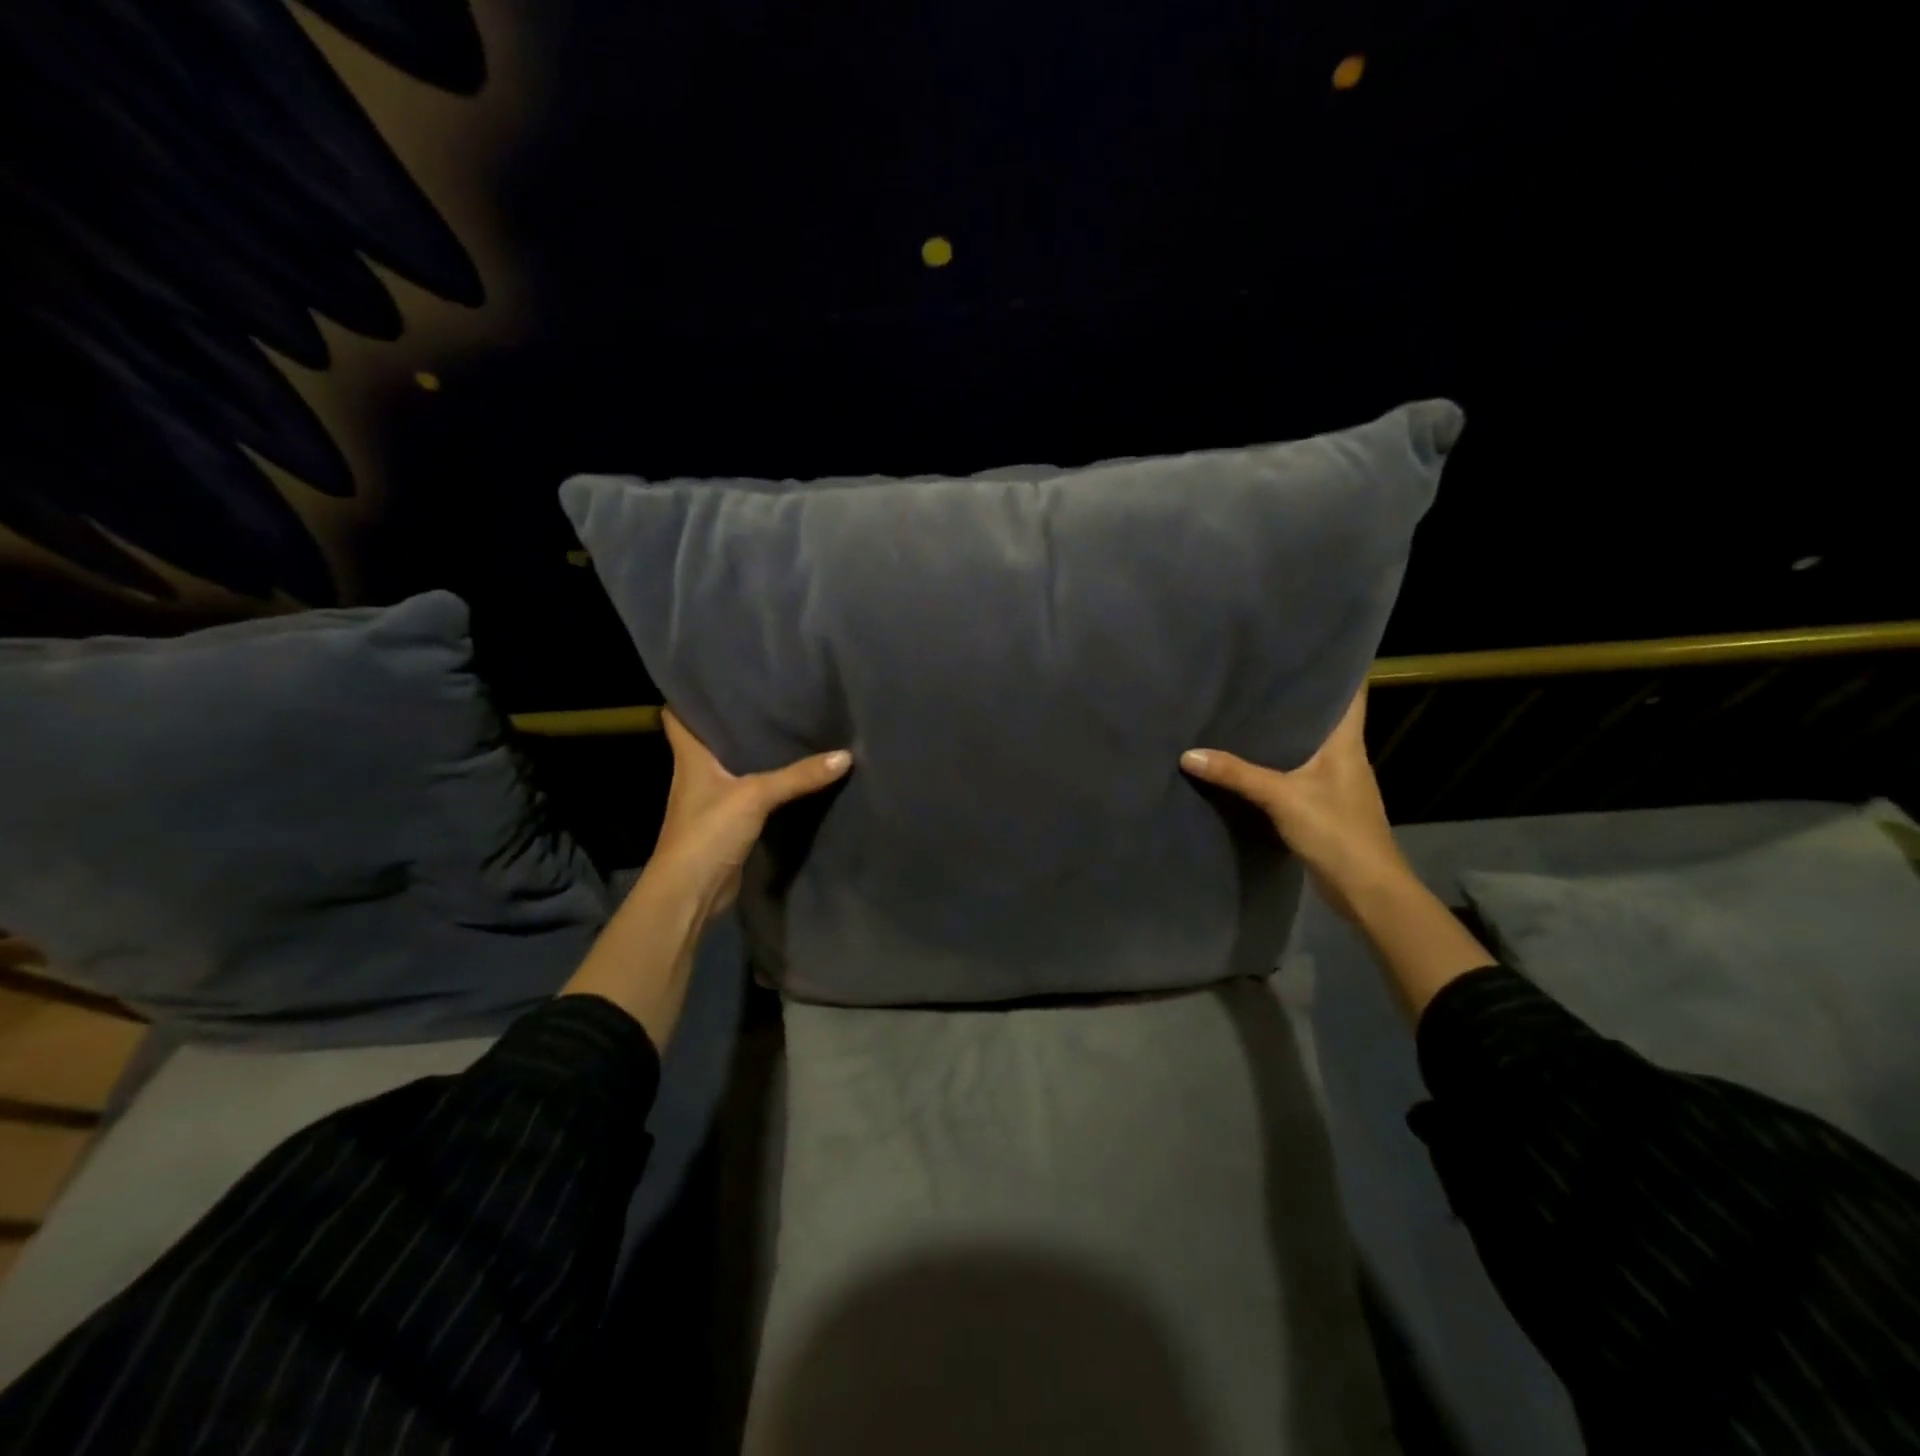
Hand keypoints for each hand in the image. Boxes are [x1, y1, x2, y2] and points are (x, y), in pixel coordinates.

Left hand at [561, 710, 849, 1045]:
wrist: (691, 892)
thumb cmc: (708, 831)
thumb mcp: (756, 796)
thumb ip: (799, 776)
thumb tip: (846, 755)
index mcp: (690, 757)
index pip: (677, 716)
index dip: (690, 695)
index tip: (716, 676)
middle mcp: (696, 774)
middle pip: (710, 738)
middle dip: (734, 719)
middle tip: (769, 695)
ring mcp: (711, 800)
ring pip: (732, 766)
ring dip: (752, 752)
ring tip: (786, 727)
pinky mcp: (728, 823)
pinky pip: (749, 793)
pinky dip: (766, 783)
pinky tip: (792, 774)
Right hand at [1182, 687, 1493, 1018]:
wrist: (1366, 890)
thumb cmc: (1337, 832)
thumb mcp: (1282, 798)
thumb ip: (1237, 775)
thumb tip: (1188, 754)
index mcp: (1347, 744)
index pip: (1351, 694)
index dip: (1337, 667)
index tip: (1308, 646)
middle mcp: (1345, 757)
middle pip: (1323, 717)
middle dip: (1296, 697)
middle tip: (1257, 674)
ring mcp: (1335, 783)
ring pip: (1307, 746)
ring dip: (1284, 732)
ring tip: (1246, 710)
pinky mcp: (1323, 806)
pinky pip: (1296, 773)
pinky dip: (1275, 763)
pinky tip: (1248, 761)